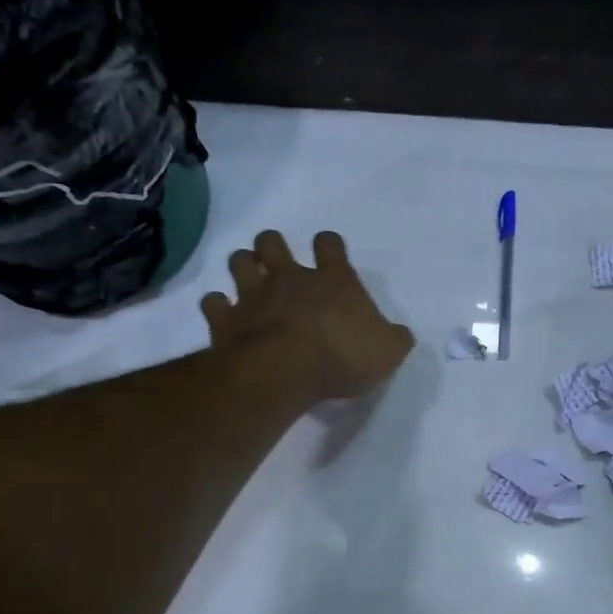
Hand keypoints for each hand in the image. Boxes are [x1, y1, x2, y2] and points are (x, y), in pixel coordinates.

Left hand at [202, 230, 415, 402]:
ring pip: (238, 262)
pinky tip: (223, 315)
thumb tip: (400, 335)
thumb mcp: (387, 352)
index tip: (328, 255)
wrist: (286, 371)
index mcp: (332, 280)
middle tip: (278, 265)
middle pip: (271, 242)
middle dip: (272, 247)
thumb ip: (394, 339)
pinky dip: (216, 306)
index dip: (328, 245)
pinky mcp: (226, 320)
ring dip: (242, 267)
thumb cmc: (343, 357)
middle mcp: (289, 278)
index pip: (329, 243)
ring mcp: (253, 295)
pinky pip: (212, 302)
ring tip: (249, 283)